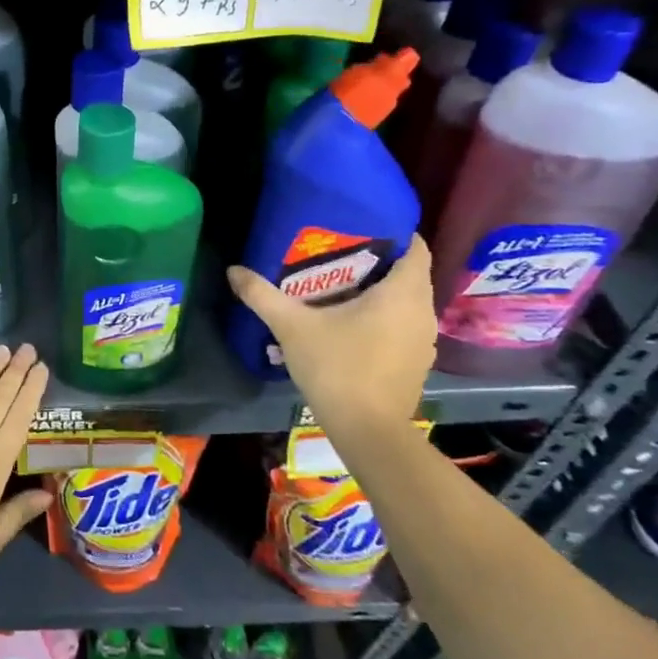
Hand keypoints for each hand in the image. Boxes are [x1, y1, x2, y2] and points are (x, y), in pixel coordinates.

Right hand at [228, 236, 436, 439]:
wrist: (367, 431)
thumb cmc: (337, 367)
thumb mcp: (292, 327)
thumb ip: (262, 295)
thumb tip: (233, 270)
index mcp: (403, 293)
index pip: (415, 246)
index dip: (393, 232)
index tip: (360, 227)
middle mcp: (423, 311)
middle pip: (409, 273)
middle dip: (379, 261)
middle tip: (339, 254)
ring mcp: (424, 340)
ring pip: (407, 301)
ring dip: (381, 292)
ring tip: (341, 286)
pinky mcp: (416, 362)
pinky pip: (404, 325)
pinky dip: (384, 317)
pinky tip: (352, 324)